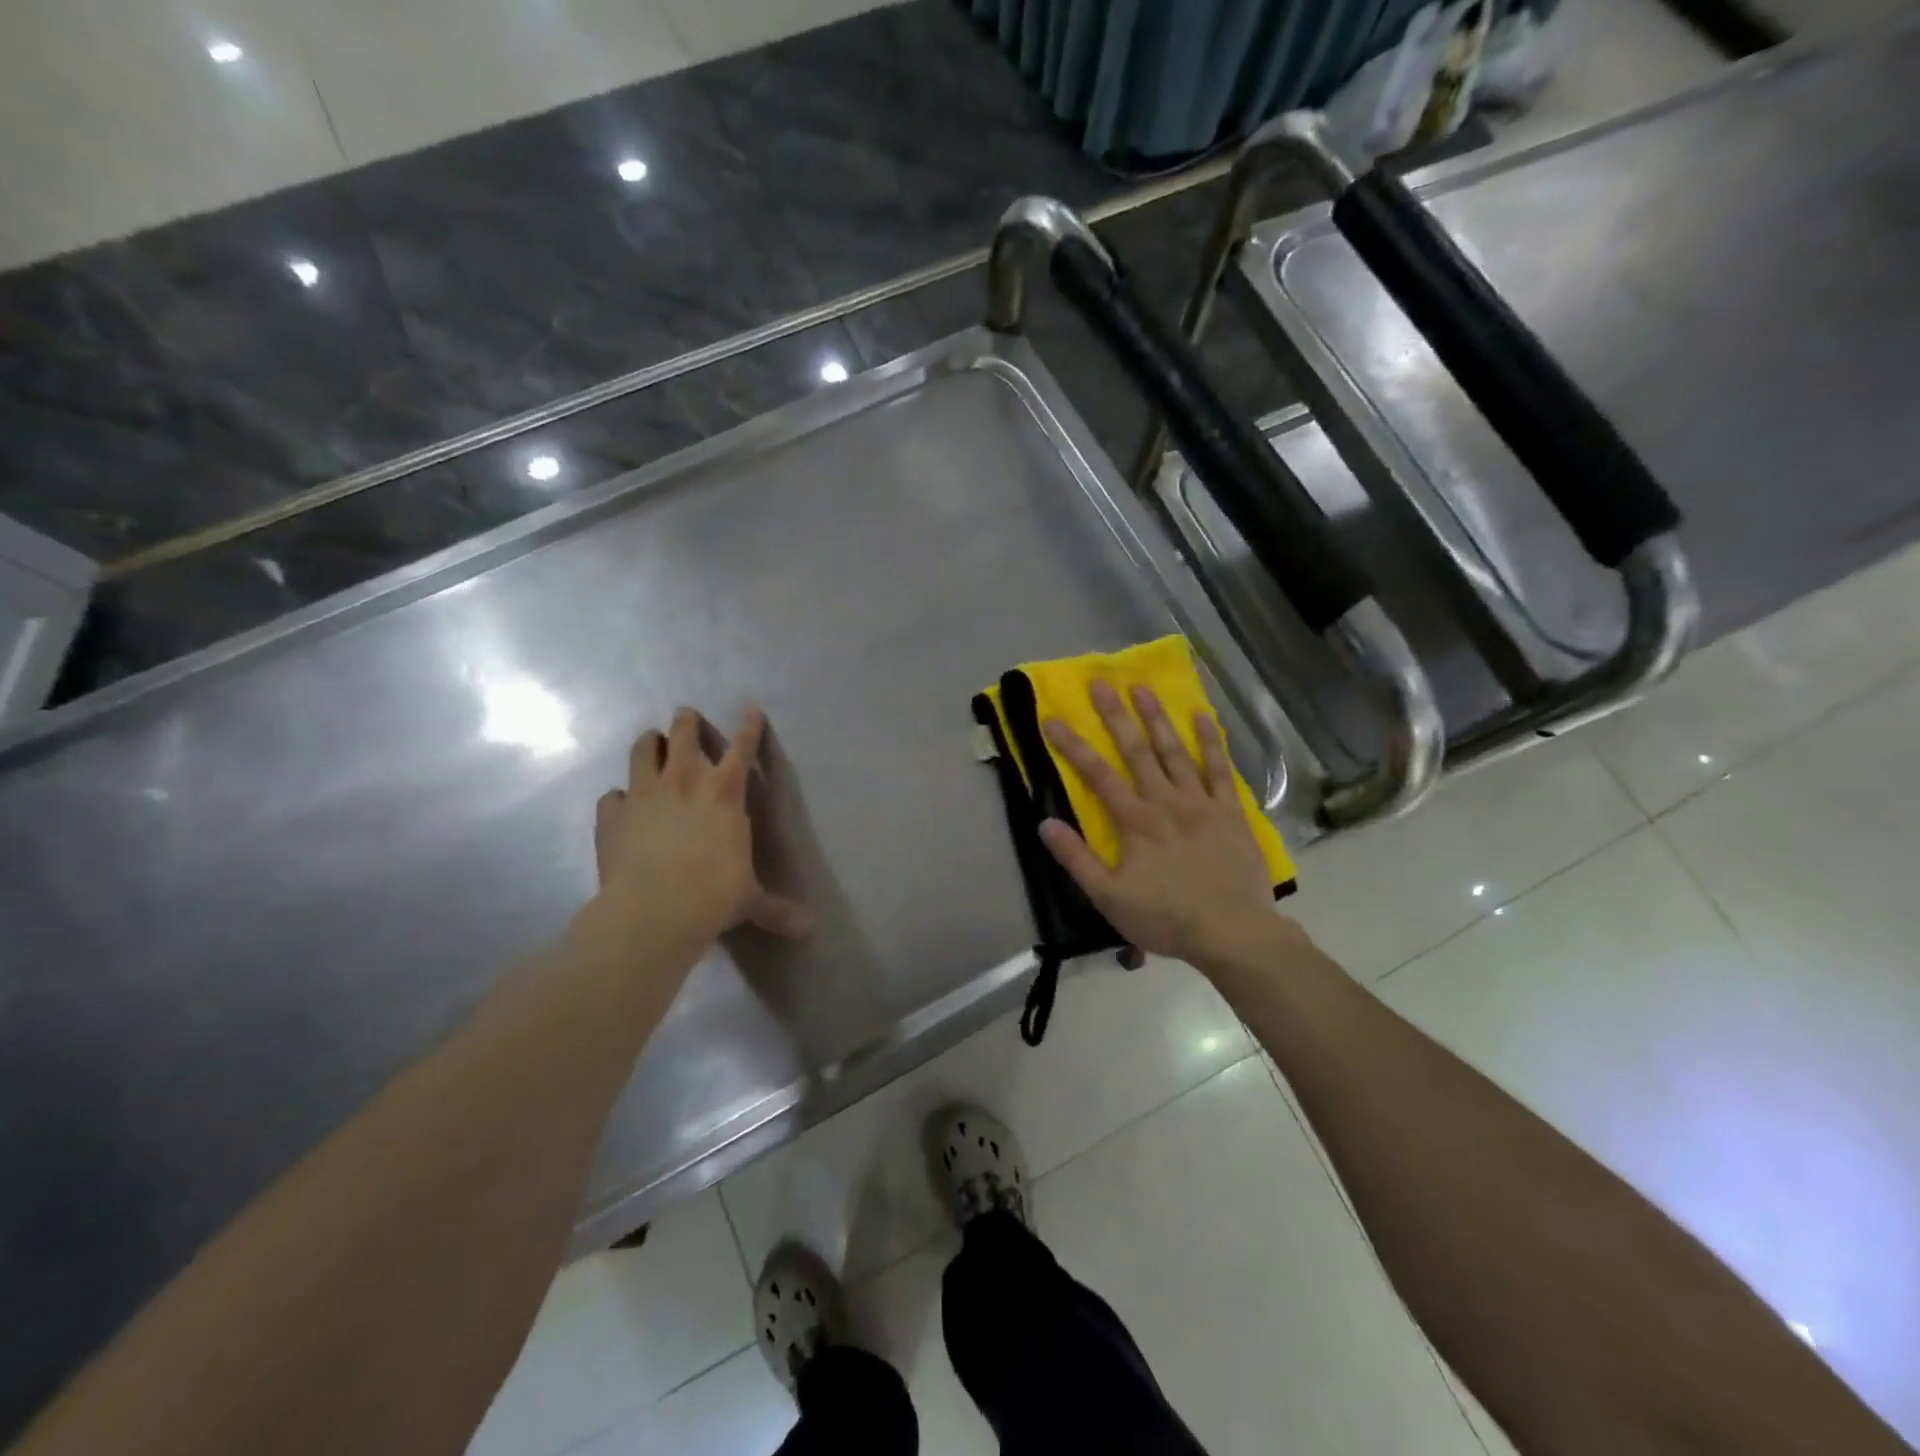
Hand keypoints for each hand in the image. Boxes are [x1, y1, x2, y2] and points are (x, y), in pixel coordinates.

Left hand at [587, 707, 811, 961]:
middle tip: (687, 717)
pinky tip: (620, 806)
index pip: (742, 748)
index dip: (748, 726)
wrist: (654, 910)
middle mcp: (684, 781)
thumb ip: (776, 909)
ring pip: (642, 749)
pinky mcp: (612, 815)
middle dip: (686, 722)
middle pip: (683, 733)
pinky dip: (618, 798)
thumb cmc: (713, 895)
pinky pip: (612, 795)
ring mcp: (643, 794)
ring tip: (650, 743)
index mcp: (725, 793)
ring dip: (648, 743)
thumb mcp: (750, 901)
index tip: (751, 708)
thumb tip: (810, 930)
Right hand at [1039, 681, 1280, 969]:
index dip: (1073, 746)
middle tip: (1100, 683)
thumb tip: (1045, 824)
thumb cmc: (1166, 917)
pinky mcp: (1231, 811)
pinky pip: (1220, 769)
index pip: (1097, 775)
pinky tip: (1202, 716)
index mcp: (1135, 821)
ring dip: (1157, 718)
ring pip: (1175, 752)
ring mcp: (1201, 803)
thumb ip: (1076, 859)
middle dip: (1115, 716)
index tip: (1053, 718)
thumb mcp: (1109, 897)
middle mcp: (1166, 801)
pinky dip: (1211, 741)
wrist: (1234, 933)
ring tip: (1142, 688)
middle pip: (1136, 751)